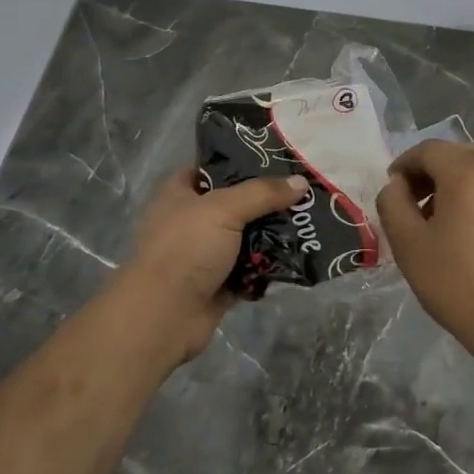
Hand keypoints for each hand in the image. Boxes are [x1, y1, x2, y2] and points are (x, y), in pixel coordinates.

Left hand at [115, 166, 306, 364]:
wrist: (164, 315)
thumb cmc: (186, 248)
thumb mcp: (224, 209)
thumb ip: (262, 193)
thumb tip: (301, 182)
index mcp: (179, 193)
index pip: (212, 167)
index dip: (241, 161)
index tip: (277, 158)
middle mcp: (191, 220)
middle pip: (236, 203)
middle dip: (267, 201)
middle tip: (304, 192)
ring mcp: (204, 254)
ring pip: (246, 238)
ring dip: (272, 235)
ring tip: (309, 222)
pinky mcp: (218, 283)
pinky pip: (250, 269)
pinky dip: (268, 266)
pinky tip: (298, 255)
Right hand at [376, 141, 473, 369]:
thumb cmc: (460, 282)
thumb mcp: (409, 244)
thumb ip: (392, 204)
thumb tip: (397, 185)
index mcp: (467, 169)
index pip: (427, 150)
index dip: (404, 166)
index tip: (393, 192)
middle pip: (456, 156)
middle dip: (431, 175)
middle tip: (415, 208)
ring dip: (458, 186)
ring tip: (445, 224)